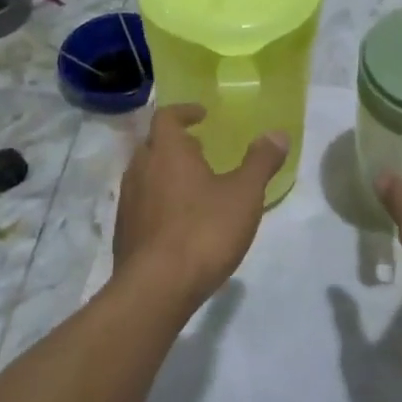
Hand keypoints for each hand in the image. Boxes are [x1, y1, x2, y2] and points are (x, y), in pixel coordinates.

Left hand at [112, 103, 289, 314]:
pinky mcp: (124, 232)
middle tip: (200, 149)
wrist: (156, 289)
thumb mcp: (245, 194)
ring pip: (144, 174)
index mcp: (167, 151)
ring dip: (165, 172)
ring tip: (193, 185)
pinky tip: (179, 221)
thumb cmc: (204, 231)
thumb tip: (277, 133)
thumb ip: (261, 161)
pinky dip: (158, 201)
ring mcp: (128, 202)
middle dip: (175, 143)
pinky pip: (141, 204)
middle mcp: (140, 169)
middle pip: (153, 144)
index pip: (167, 116)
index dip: (184, 112)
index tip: (202, 115)